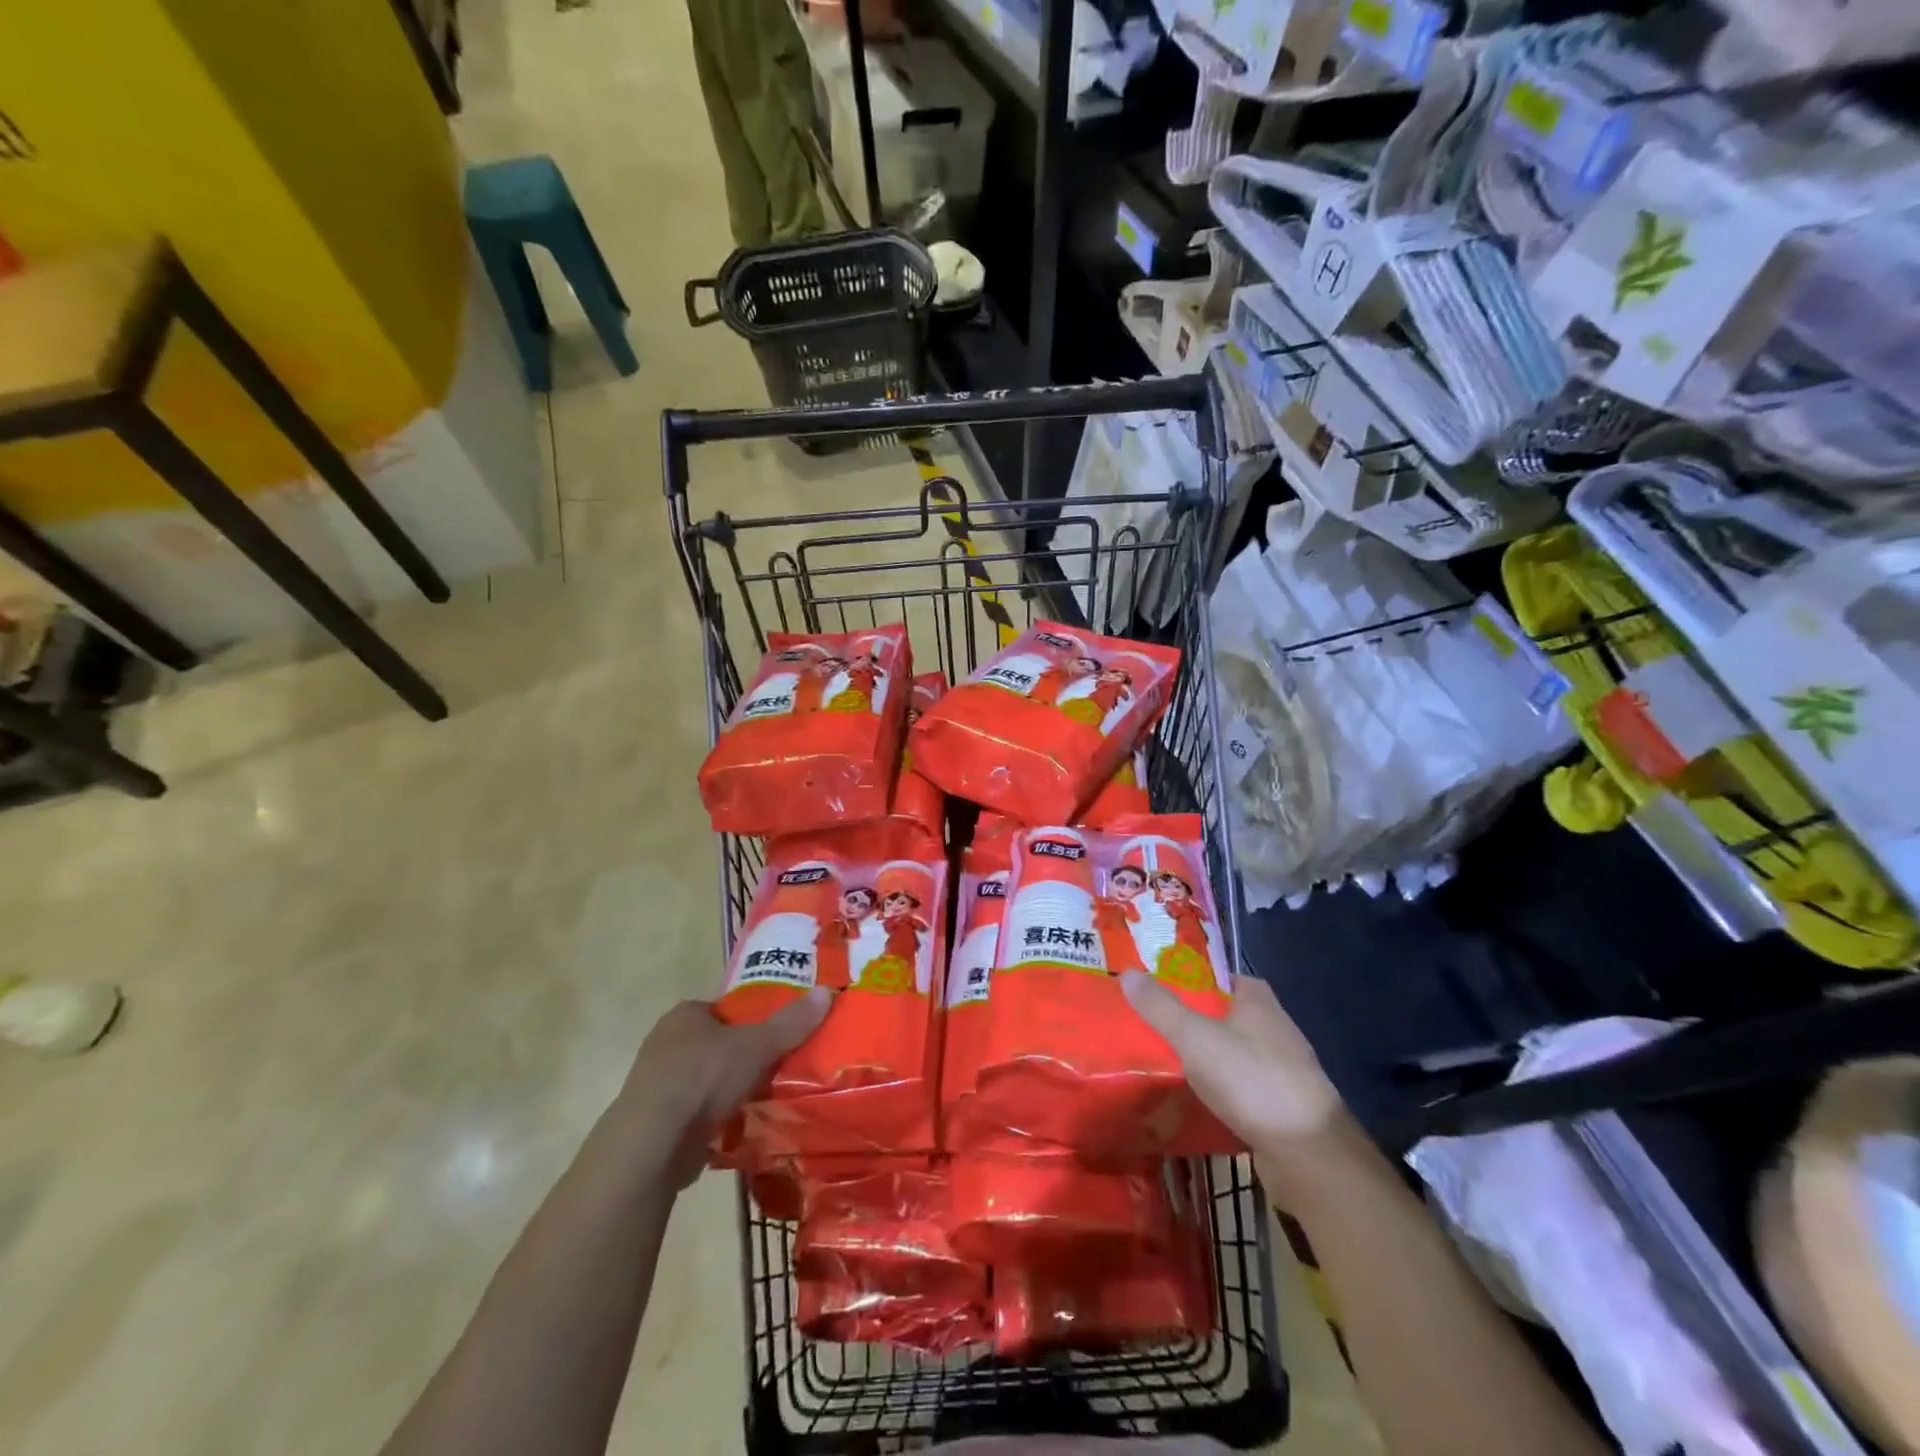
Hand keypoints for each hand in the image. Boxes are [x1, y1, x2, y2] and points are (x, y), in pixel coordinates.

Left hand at [617, 989, 831, 1184]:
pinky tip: (737, 1131)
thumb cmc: (703, 1078)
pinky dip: (713, 1121)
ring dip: (727, 1092)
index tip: (774, 1039)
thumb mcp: (757, 1045)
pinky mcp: (654, 1123)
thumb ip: (791, 1023)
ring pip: (704, 1082)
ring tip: (762, 1102)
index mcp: (684, 1015)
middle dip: (740, 1059)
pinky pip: (693, 1114)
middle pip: (714, 1046)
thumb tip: (828, 991)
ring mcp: (655, 1085)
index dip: (749, 1022)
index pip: (723, 1010)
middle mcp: (664, 1043)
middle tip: (774, 1071)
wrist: (652, 1144)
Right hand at [1121, 971, 1346, 1180]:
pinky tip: (1199, 1098)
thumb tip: (1127, 973)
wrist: (1309, 1154)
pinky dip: (1223, 1088)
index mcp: (1259, 1001)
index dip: (1193, 979)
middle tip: (1154, 1026)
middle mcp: (1276, 1028)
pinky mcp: (1285, 1105)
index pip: (1222, 977)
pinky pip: (1245, 1086)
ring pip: (1236, 1052)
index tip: (1160, 988)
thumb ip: (1160, 1007)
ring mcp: (1284, 1069)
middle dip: (1196, 1019)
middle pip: (1227, 1014)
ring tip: (1168, 1062)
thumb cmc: (1251, 1079)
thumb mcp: (1195, 1037)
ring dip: (1209, 1056)